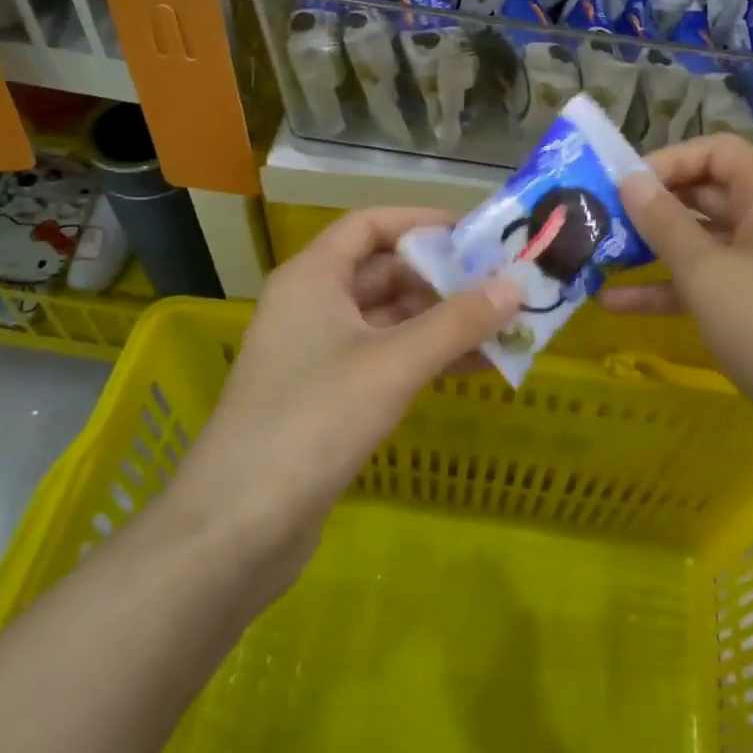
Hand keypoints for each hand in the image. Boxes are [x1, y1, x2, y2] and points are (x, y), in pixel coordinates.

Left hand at [162, 208, 516, 605]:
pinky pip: (386, 360)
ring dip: (442, 322)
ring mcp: (318, 354)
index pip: (370, 225)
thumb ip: (457, 322)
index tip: (475, 235)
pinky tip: (474, 368)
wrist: (236, 530)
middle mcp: (312, 306)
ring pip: (390, 320)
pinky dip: (427, 358)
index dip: (421, 222)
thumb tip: (515, 286)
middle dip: (443, 278)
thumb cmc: (313, 421)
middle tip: (502, 285)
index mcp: (313, 277)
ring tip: (503, 326)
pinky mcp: (328, 398)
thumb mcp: (393, 364)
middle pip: (384, 272)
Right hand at [601, 134, 752, 456]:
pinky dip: (670, 289)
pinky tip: (617, 305)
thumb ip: (663, 221)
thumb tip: (630, 180)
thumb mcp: (706, 271)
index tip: (623, 184)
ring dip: (653, 251)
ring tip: (598, 258)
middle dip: (653, 207)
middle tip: (601, 219)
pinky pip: (711, 284)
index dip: (668, 160)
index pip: (717, 151)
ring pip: (704, 243)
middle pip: (707, 195)